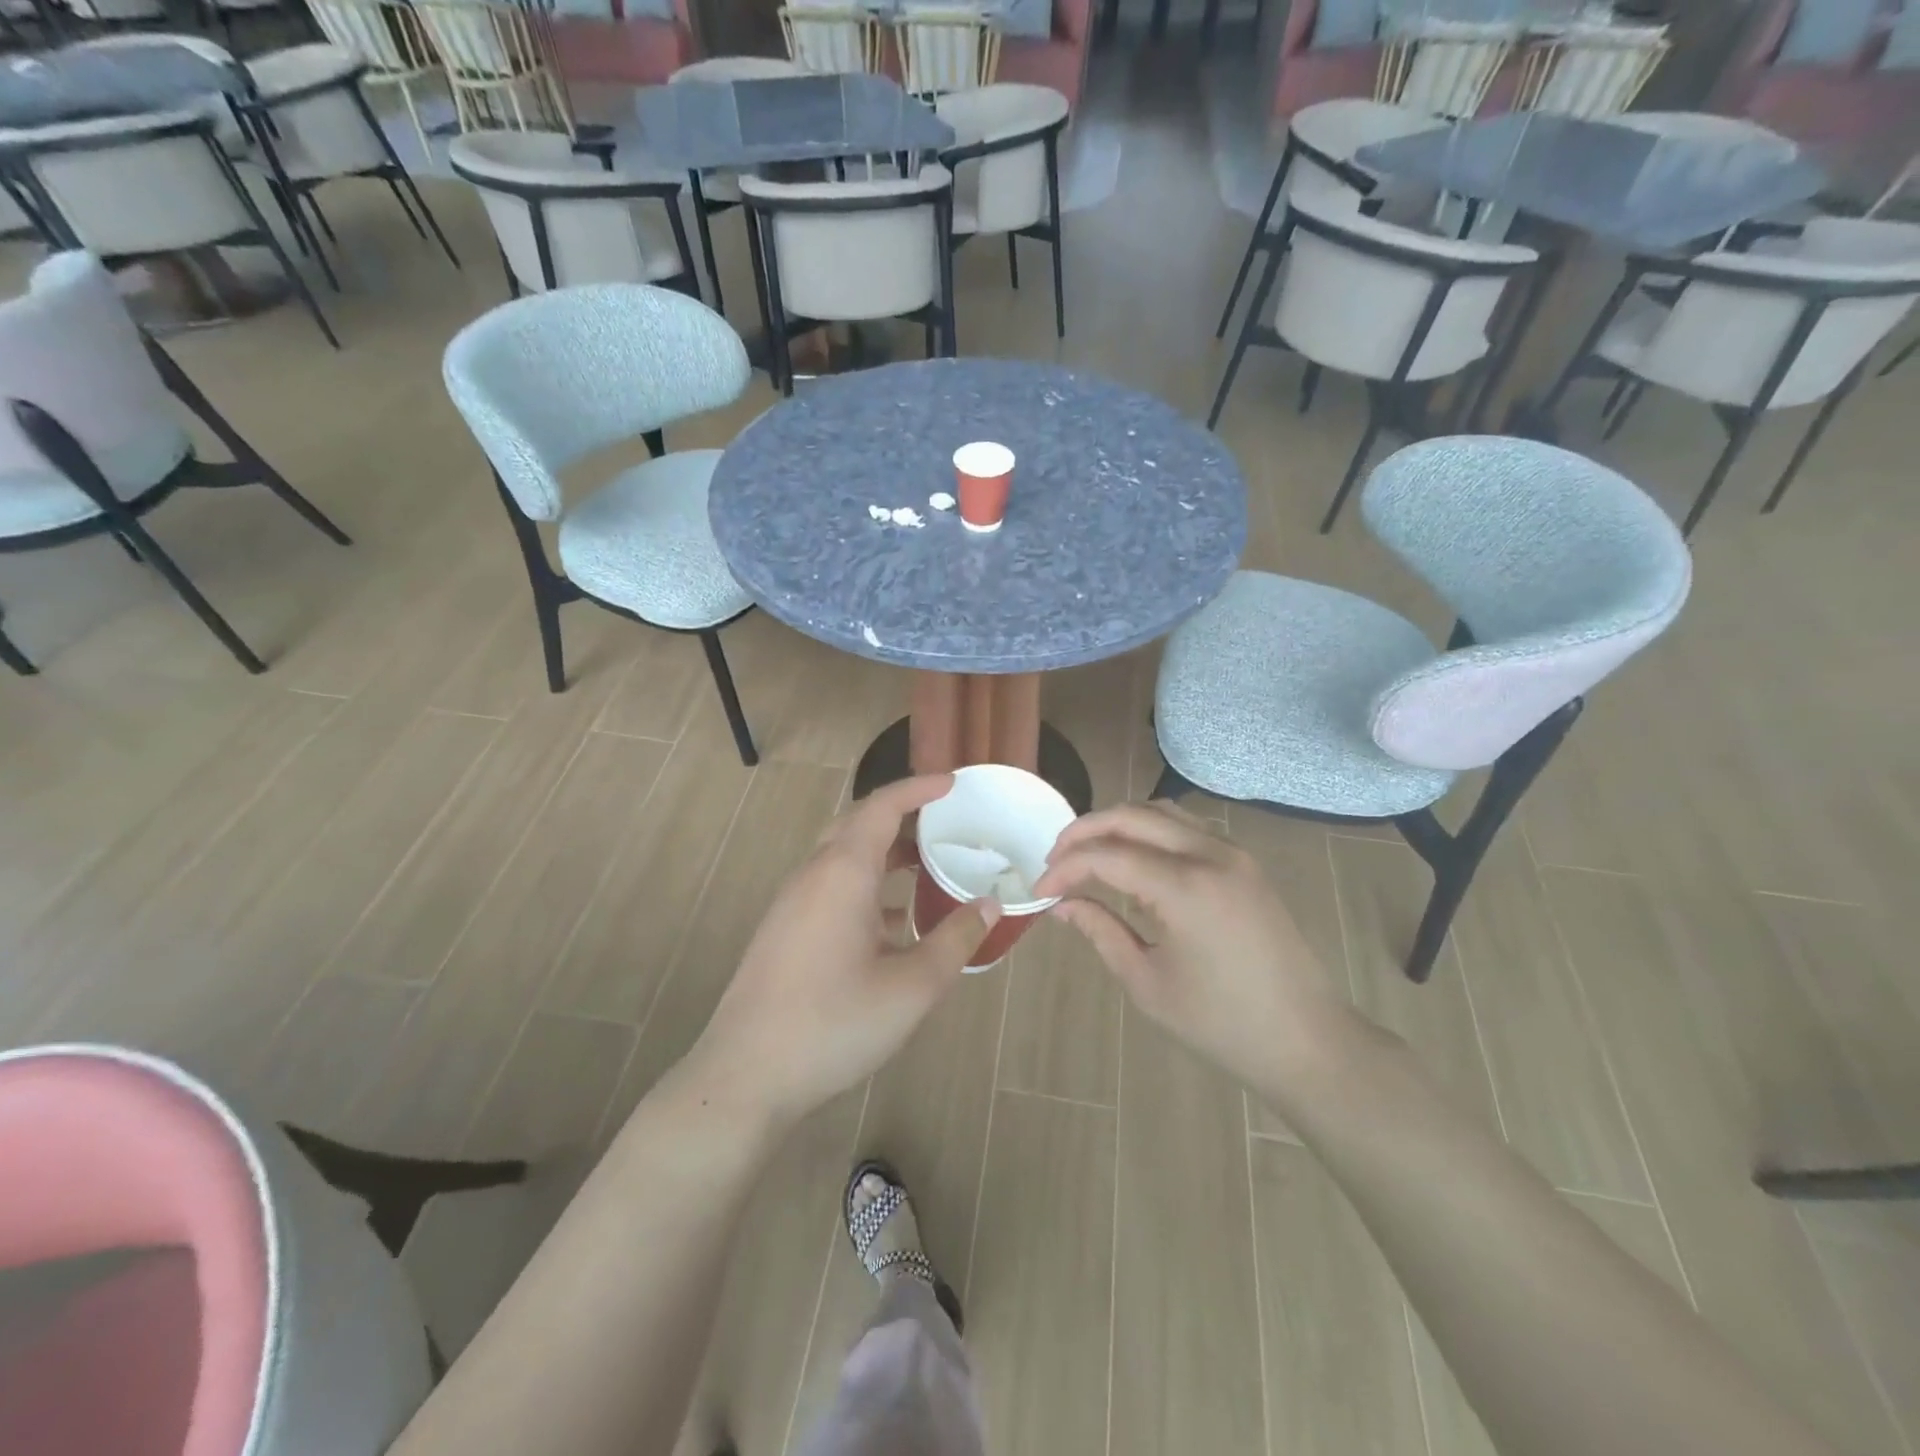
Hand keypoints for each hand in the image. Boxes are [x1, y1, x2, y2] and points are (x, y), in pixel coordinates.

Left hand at [683, 774, 999, 1130]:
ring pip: (844, 857)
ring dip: (886, 854)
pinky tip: (895, 923)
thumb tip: (989, 904)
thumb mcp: (912, 987)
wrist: (745, 1076)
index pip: (882, 806)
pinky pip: (832, 887)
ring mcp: (793, 903)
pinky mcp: (784, 930)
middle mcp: (814, 875)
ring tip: (929, 867)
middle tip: (947, 822)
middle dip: (904, 817)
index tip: (954, 784)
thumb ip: (955, 940)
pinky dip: (868, 887)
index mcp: (843, 872)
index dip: (920, 788)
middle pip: (859, 825)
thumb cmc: (834, 1023)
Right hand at [1033, 802, 1356, 1097]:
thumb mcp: (1147, 983)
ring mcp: (1233, 853)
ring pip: (1161, 812)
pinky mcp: (1245, 863)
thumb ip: (1100, 931)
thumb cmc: (1221, 1023)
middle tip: (1055, 858)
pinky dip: (1150, 830)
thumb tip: (1061, 904)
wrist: (1307, 1040)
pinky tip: (1133, 858)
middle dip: (1084, 831)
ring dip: (1117, 823)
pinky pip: (1187, 827)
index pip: (1107, 855)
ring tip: (1087, 853)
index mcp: (1185, 888)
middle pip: (1131, 816)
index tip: (1039, 888)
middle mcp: (1210, 855)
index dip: (1065, 867)